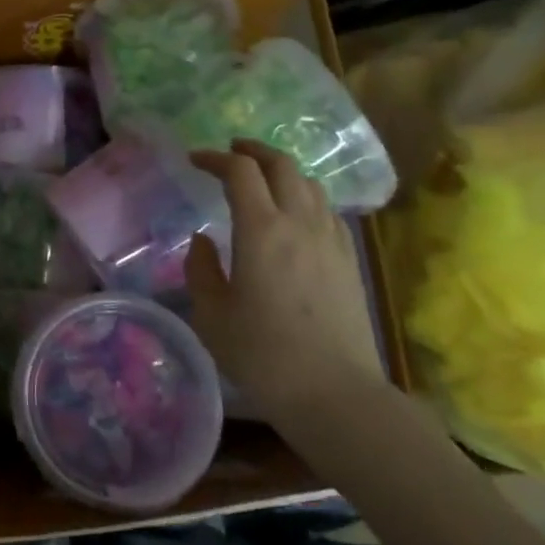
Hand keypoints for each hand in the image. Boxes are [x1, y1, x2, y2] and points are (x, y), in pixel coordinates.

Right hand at [184, 140, 385, 421]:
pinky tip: (295, 215)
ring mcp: (331, 239)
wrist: (334, 393)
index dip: (215, 157)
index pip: (240, 171)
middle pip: (282, 165)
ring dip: (282, 171)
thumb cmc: (262, 354)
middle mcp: (300, 223)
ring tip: (262, 179)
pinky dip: (305, 196)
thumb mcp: (211, 314)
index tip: (195, 160)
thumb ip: (201, 269)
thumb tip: (203, 240)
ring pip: (310, 184)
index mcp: (261, 230)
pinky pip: (327, 210)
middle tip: (230, 152)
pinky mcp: (349, 260)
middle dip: (253, 151)